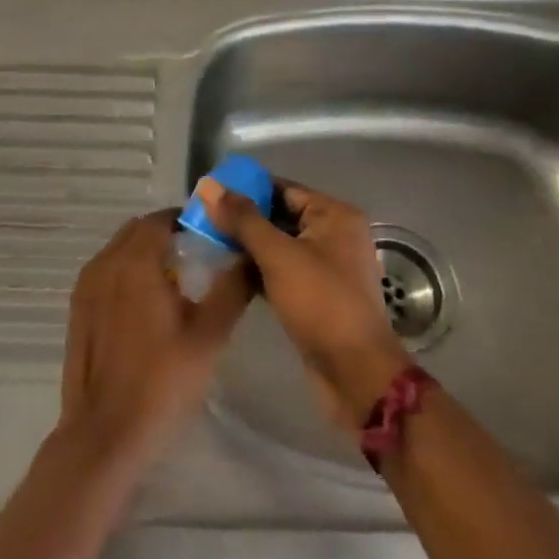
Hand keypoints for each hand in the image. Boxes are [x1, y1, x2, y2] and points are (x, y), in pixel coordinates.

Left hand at [59, 210, 252, 470]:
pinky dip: (126, 273)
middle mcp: (105, 263)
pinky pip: (106, 272)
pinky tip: (146, 307)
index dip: (188, 221)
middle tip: (197, 258)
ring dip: (145, 253)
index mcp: (135, 261)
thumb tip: (250, 255)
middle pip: (138, 230)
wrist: (105, 434)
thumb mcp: (209, 336)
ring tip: (175, 283)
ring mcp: (86, 286)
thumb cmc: (161, 382)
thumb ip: (232, 288)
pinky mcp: (77, 309)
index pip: (162, 219)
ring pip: (120, 250)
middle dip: (166, 234)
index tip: (212, 236)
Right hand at [199, 178, 411, 427]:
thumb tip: (209, 185)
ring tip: (208, 243)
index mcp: (334, 214)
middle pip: (280, 215)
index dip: (245, 188)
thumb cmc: (321, 303)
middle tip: (203, 220)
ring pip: (279, 245)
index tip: (209, 194)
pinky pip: (282, 270)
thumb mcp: (278, 256)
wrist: (356, 373)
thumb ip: (243, 219)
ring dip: (248, 246)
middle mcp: (334, 234)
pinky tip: (228, 272)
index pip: (282, 188)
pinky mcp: (317, 294)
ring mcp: (327, 266)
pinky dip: (258, 269)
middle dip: (243, 219)